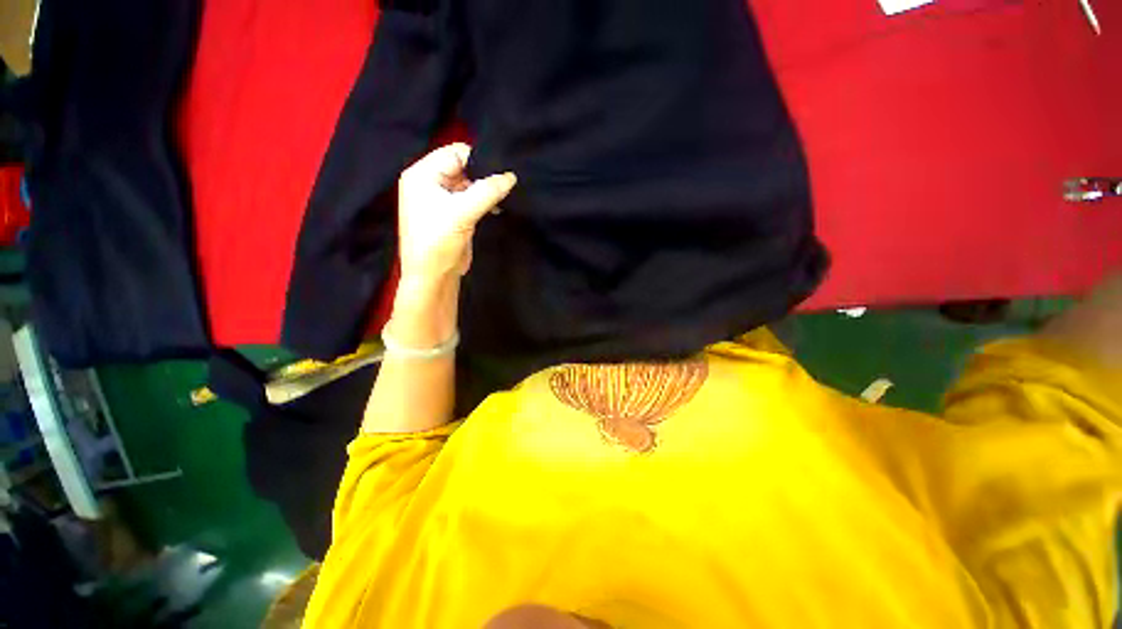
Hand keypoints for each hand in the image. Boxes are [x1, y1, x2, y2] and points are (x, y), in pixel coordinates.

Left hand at [397, 143, 516, 286]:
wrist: (433, 275)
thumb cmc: (439, 240)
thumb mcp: (463, 212)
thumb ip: (488, 191)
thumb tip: (511, 176)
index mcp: (422, 174)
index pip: (454, 153)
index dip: (478, 159)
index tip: (502, 169)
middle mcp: (430, 182)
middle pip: (462, 167)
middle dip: (484, 175)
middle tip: (507, 182)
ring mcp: (442, 199)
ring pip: (469, 184)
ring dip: (486, 190)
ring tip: (505, 195)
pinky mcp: (453, 214)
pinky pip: (471, 199)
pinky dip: (484, 201)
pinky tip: (498, 207)